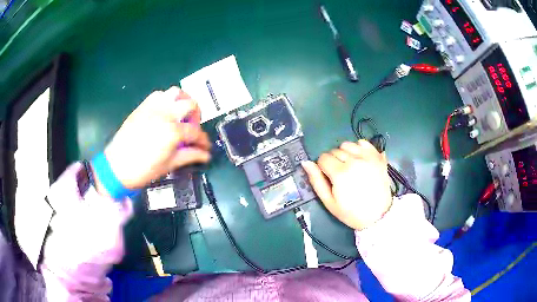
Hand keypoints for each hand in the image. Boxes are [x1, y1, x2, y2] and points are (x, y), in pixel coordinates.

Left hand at [95, 86, 210, 190]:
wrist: (117, 166)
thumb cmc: (143, 169)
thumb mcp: (169, 165)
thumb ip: (190, 156)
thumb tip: (205, 154)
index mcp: (173, 131)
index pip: (195, 132)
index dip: (203, 140)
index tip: (205, 147)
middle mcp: (166, 114)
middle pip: (190, 105)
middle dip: (197, 116)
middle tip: (193, 128)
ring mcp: (154, 107)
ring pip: (175, 93)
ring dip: (183, 101)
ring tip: (182, 114)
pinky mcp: (144, 106)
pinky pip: (159, 94)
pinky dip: (167, 99)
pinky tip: (166, 112)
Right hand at [301, 140, 391, 229]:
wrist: (378, 215)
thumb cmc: (351, 212)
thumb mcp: (329, 202)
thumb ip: (316, 181)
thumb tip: (306, 163)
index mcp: (341, 173)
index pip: (323, 158)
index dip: (322, 168)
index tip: (329, 178)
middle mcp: (354, 161)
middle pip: (334, 150)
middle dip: (333, 161)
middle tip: (340, 176)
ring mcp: (368, 157)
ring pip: (347, 144)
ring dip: (345, 153)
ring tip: (350, 166)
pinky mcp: (377, 156)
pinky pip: (363, 142)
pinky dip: (358, 148)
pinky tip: (360, 160)